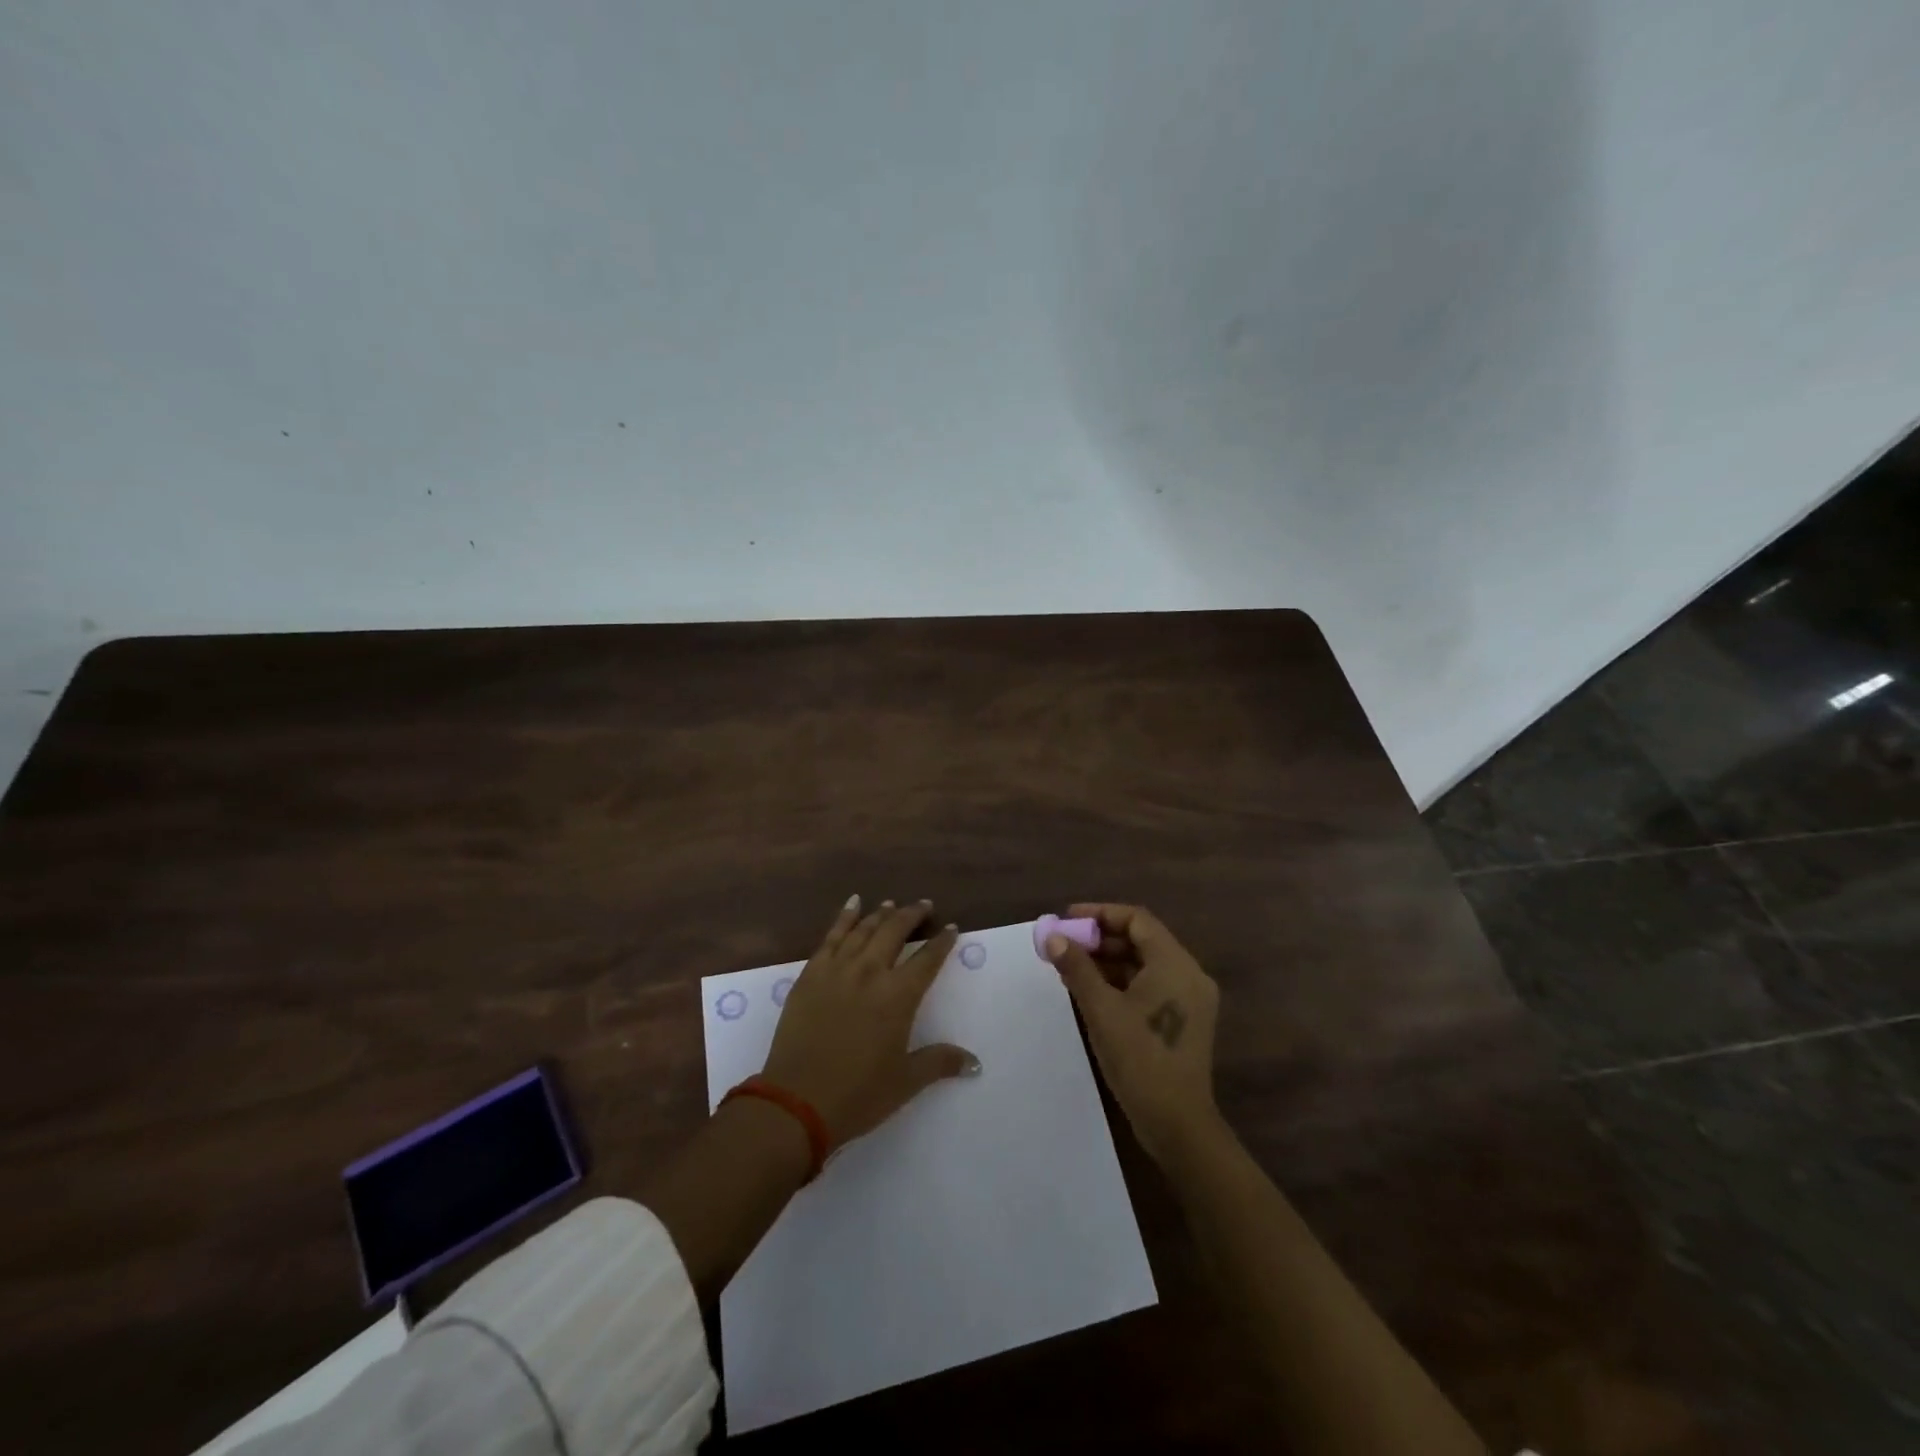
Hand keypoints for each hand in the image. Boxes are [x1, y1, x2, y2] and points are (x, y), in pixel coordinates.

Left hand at [760, 896, 980, 1145]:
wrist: (796, 1101)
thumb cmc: (858, 1094)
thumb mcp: (905, 1082)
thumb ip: (940, 1063)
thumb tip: (975, 1063)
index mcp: (898, 996)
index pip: (927, 959)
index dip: (942, 942)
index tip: (951, 928)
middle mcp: (870, 972)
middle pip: (895, 931)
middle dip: (912, 914)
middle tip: (924, 905)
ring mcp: (837, 969)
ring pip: (864, 928)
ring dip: (880, 913)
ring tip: (891, 904)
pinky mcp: (810, 974)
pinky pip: (831, 936)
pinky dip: (844, 917)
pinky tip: (852, 904)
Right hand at [1044, 903, 1220, 1163]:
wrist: (1178, 1125)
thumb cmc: (1140, 1060)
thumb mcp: (1101, 1010)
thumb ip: (1077, 968)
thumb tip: (1053, 937)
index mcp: (1175, 964)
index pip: (1137, 920)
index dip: (1100, 914)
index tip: (1067, 919)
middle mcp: (1188, 974)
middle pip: (1142, 940)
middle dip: (1101, 939)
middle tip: (1065, 944)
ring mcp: (1190, 999)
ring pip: (1146, 964)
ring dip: (1109, 961)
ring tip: (1071, 967)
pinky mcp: (1185, 1020)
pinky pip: (1151, 985)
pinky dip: (1123, 982)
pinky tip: (1092, 991)